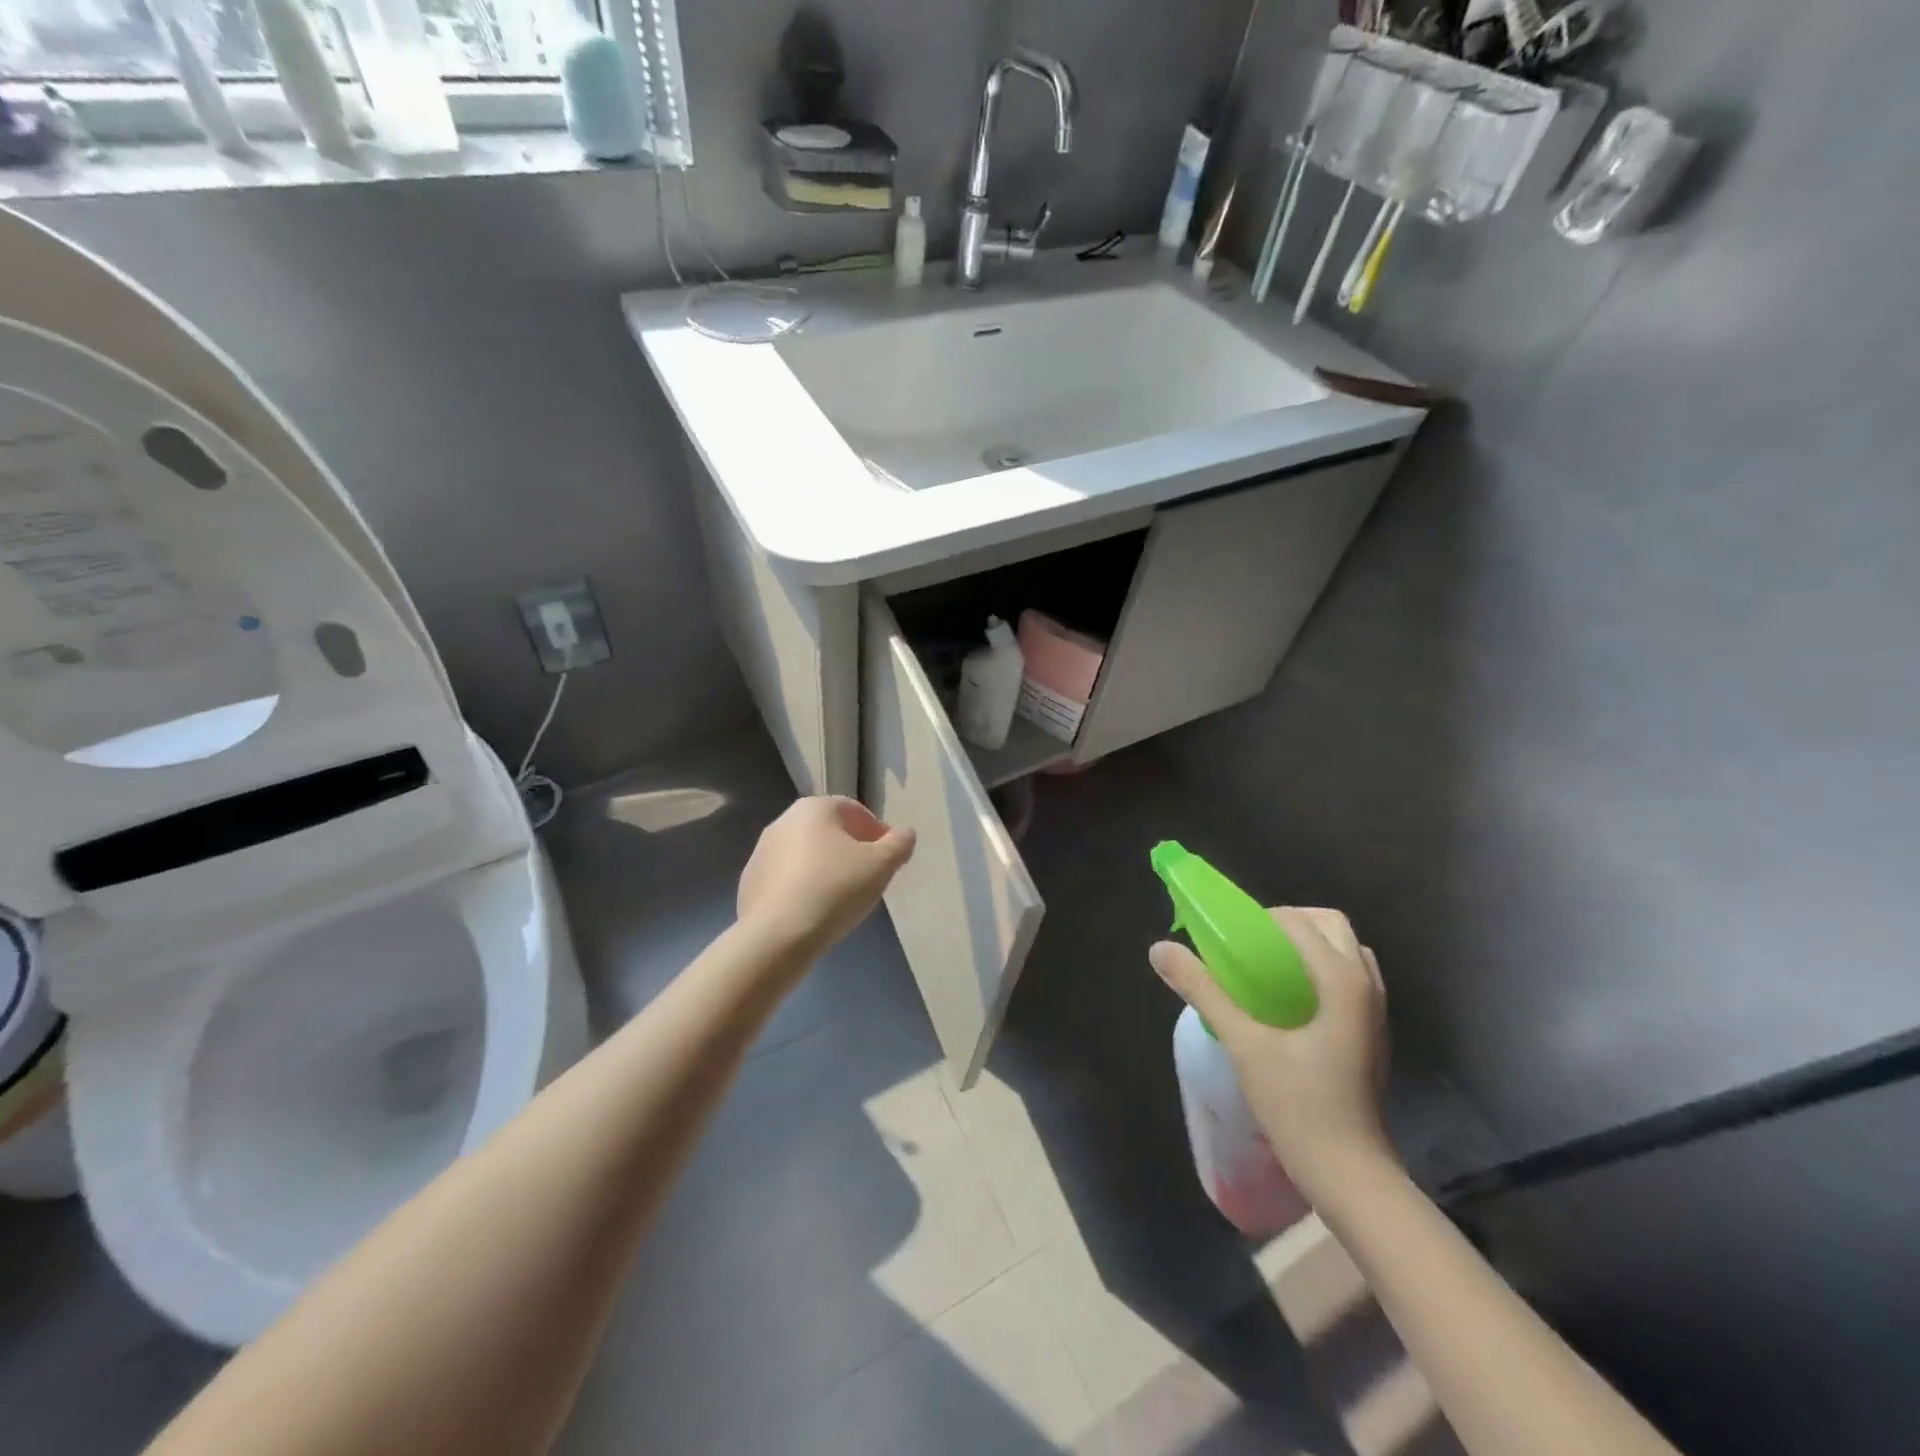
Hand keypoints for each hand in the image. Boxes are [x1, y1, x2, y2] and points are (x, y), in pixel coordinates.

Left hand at [737, 797, 915, 955]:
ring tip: (841, 898)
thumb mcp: (882, 865)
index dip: (877, 833)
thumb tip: (904, 833)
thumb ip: (899, 844)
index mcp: (815, 808)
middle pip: (828, 830)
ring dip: (825, 867)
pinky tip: (813, 911)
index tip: (887, 860)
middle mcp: (784, 820)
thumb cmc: (835, 890)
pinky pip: (786, 878)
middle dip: (850, 849)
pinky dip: (802, 886)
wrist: (777, 936)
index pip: (855, 811)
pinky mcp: (749, 881)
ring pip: (805, 854)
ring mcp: (761, 851)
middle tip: (867, 878)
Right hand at [1151, 907, 1394, 1204]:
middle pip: (1330, 925)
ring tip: (1267, 968)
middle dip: (1289, 923)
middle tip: (1251, 945)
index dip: (1260, 919)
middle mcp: (1366, 986)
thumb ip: (1203, 991)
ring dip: (1307, 945)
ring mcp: (1375, 1012)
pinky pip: (1349, 978)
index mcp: (1340, 980)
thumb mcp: (1243, 1043)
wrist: (1350, 1175)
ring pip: (1344, 951)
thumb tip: (1159, 949)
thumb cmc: (1298, 1105)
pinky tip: (1287, 1002)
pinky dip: (1320, 970)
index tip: (1228, 937)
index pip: (1299, 922)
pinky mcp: (1372, 1033)